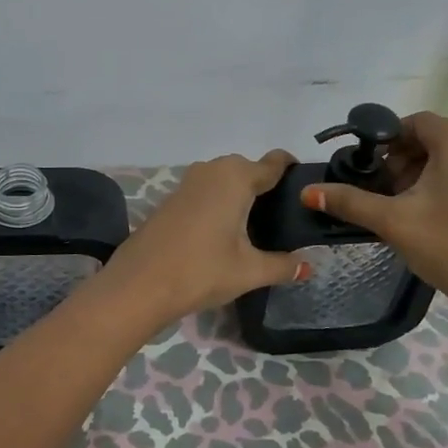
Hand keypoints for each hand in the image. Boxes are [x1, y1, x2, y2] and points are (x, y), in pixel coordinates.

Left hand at [92, 151, 309, 330]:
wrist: (139, 284)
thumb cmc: (201, 271)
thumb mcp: (249, 271)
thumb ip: (283, 265)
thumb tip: (309, 265)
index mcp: (236, 178)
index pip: (274, 162)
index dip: (293, 172)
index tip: (307, 193)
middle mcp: (213, 170)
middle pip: (249, 169)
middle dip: (268, 187)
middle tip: (286, 219)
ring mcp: (189, 182)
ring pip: (226, 179)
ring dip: (242, 195)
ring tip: (259, 227)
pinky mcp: (172, 197)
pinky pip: (207, 190)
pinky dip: (221, 202)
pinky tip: (226, 231)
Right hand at [297, 111, 447, 308]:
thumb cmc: (447, 247)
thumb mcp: (392, 221)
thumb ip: (350, 202)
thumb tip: (308, 192)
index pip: (419, 120)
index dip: (389, 134)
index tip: (369, 161)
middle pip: (433, 138)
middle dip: (402, 156)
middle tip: (382, 186)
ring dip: (419, 172)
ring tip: (399, 203)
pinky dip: (440, 185)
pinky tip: (425, 216)